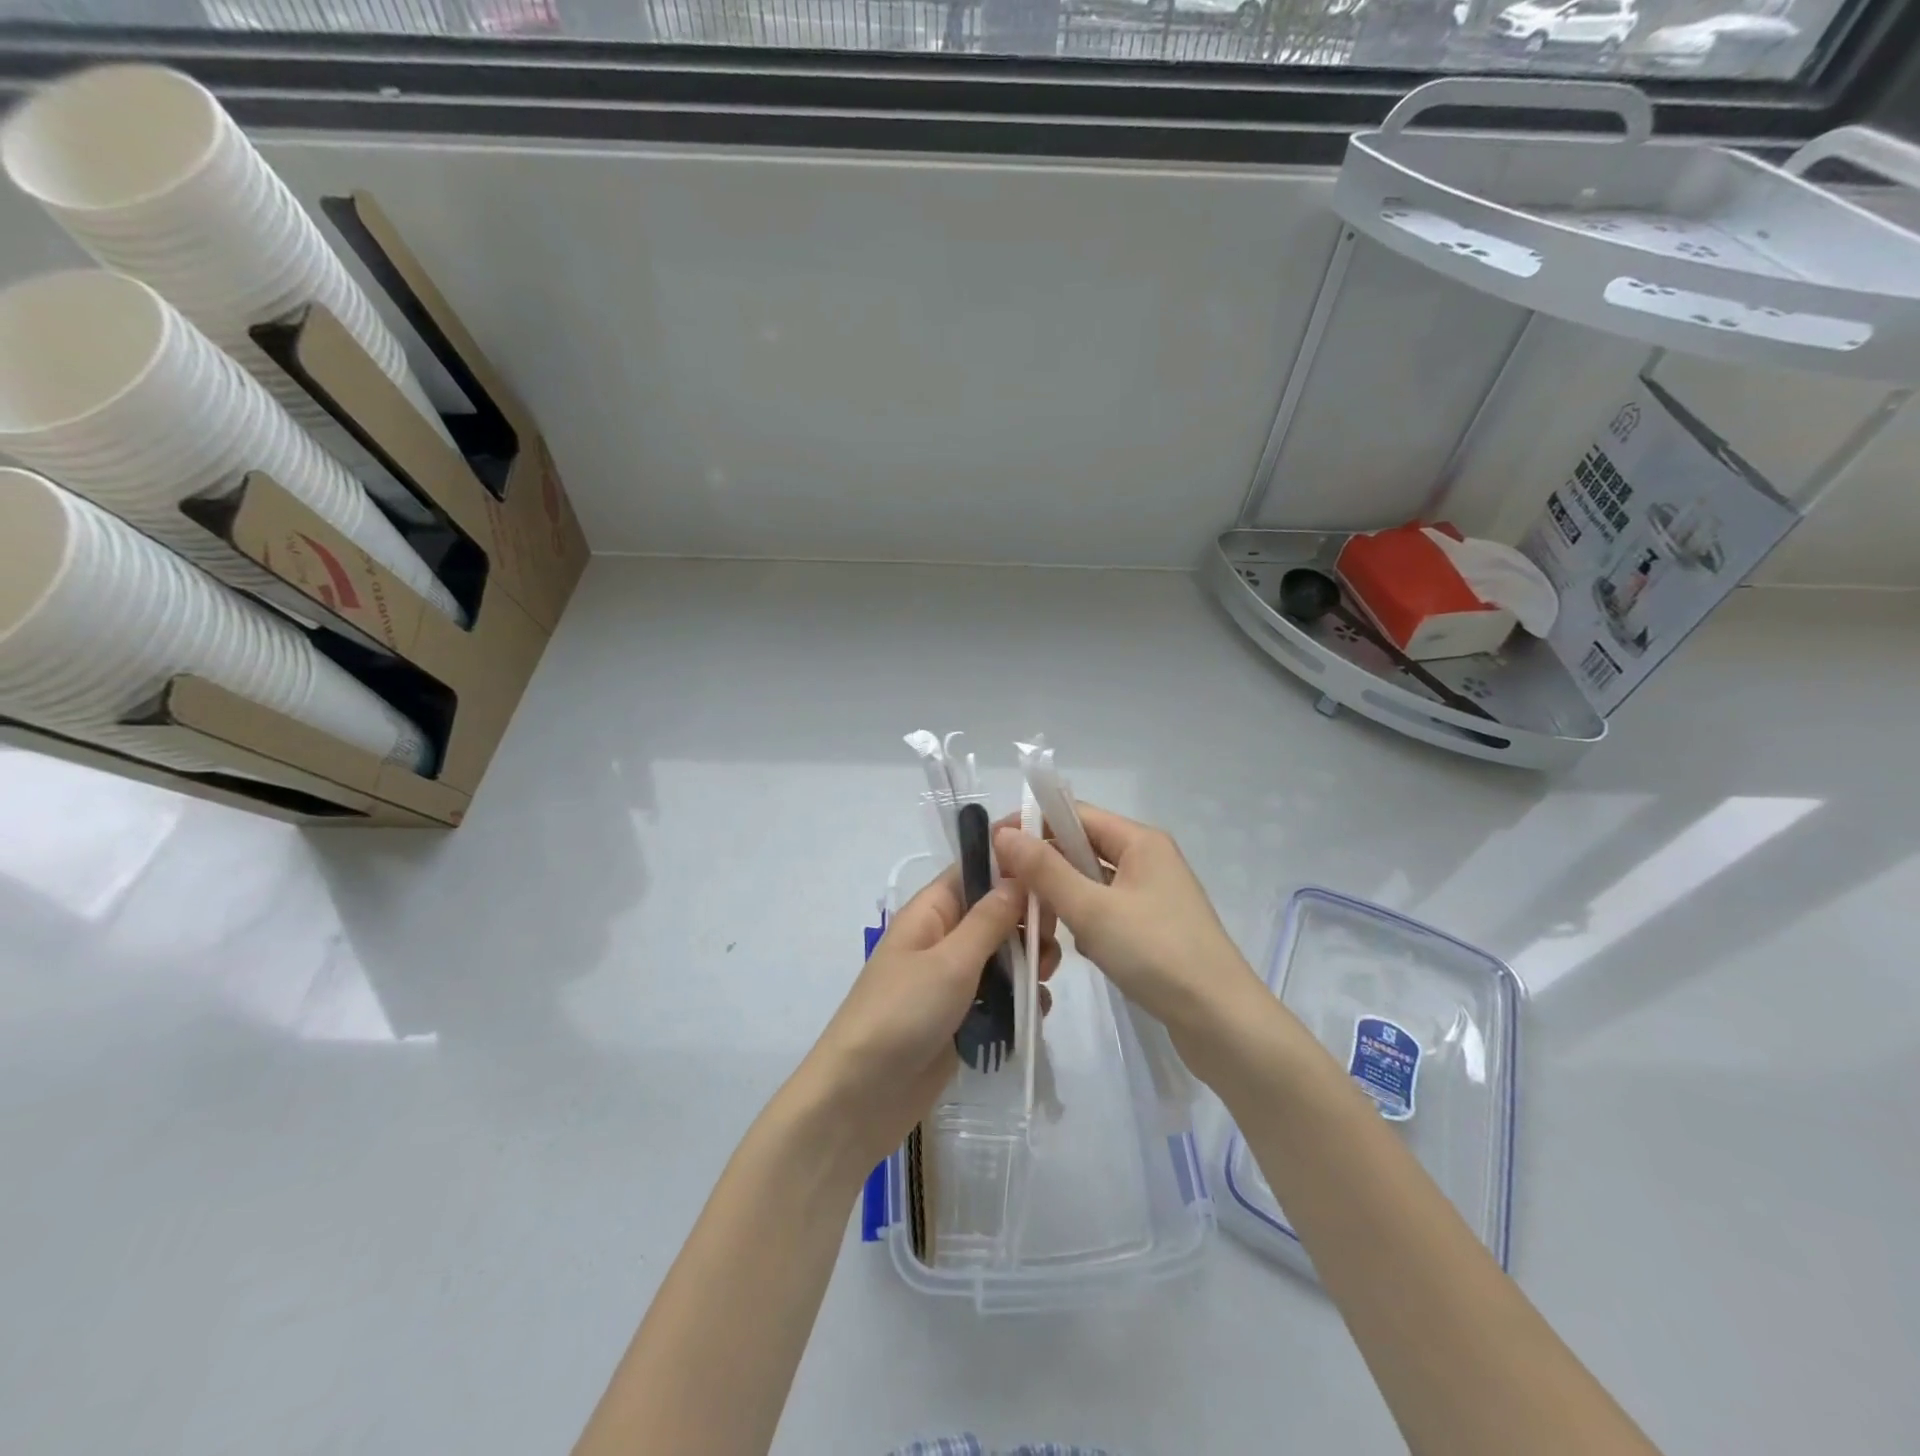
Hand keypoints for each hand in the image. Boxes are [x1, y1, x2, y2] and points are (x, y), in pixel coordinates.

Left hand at [792, 869, 1057, 1173]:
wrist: (861, 1096)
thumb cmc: (901, 1013)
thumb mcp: (950, 961)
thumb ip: (989, 919)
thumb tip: (1018, 876)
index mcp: (932, 911)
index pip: (975, 868)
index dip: (1012, 857)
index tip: (1055, 856)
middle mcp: (944, 937)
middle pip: (997, 911)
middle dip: (1028, 920)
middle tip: (1050, 941)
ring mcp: (954, 979)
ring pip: (1005, 955)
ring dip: (1029, 962)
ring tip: (1042, 980)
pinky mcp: (963, 1016)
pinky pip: (1001, 995)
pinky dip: (1020, 999)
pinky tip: (1034, 1013)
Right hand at [994, 805, 1262, 1073]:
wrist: (1221, 1022)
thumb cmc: (1157, 954)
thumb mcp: (1093, 910)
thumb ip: (1045, 870)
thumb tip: (1004, 833)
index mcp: (1139, 841)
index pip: (1074, 814)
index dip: (1032, 825)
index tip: (993, 848)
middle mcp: (1147, 858)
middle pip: (1081, 847)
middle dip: (1044, 867)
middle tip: (1007, 893)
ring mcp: (1151, 894)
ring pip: (1090, 882)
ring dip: (1063, 898)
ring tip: (1040, 924)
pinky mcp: (1152, 926)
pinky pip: (1105, 909)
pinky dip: (1084, 921)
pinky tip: (1074, 946)